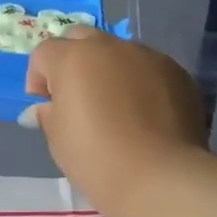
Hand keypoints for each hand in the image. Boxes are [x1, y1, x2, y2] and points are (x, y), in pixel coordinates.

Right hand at [24, 28, 207, 215]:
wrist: (160, 177)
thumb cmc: (96, 159)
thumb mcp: (58, 140)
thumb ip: (49, 114)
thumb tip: (47, 108)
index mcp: (74, 59)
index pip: (45, 53)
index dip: (39, 79)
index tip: (46, 107)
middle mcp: (111, 47)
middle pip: (82, 39)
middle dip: (73, 61)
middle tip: (77, 98)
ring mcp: (149, 57)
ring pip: (119, 53)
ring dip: (109, 71)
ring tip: (116, 109)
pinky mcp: (177, 73)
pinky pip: (149, 70)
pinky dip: (140, 84)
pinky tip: (145, 117)